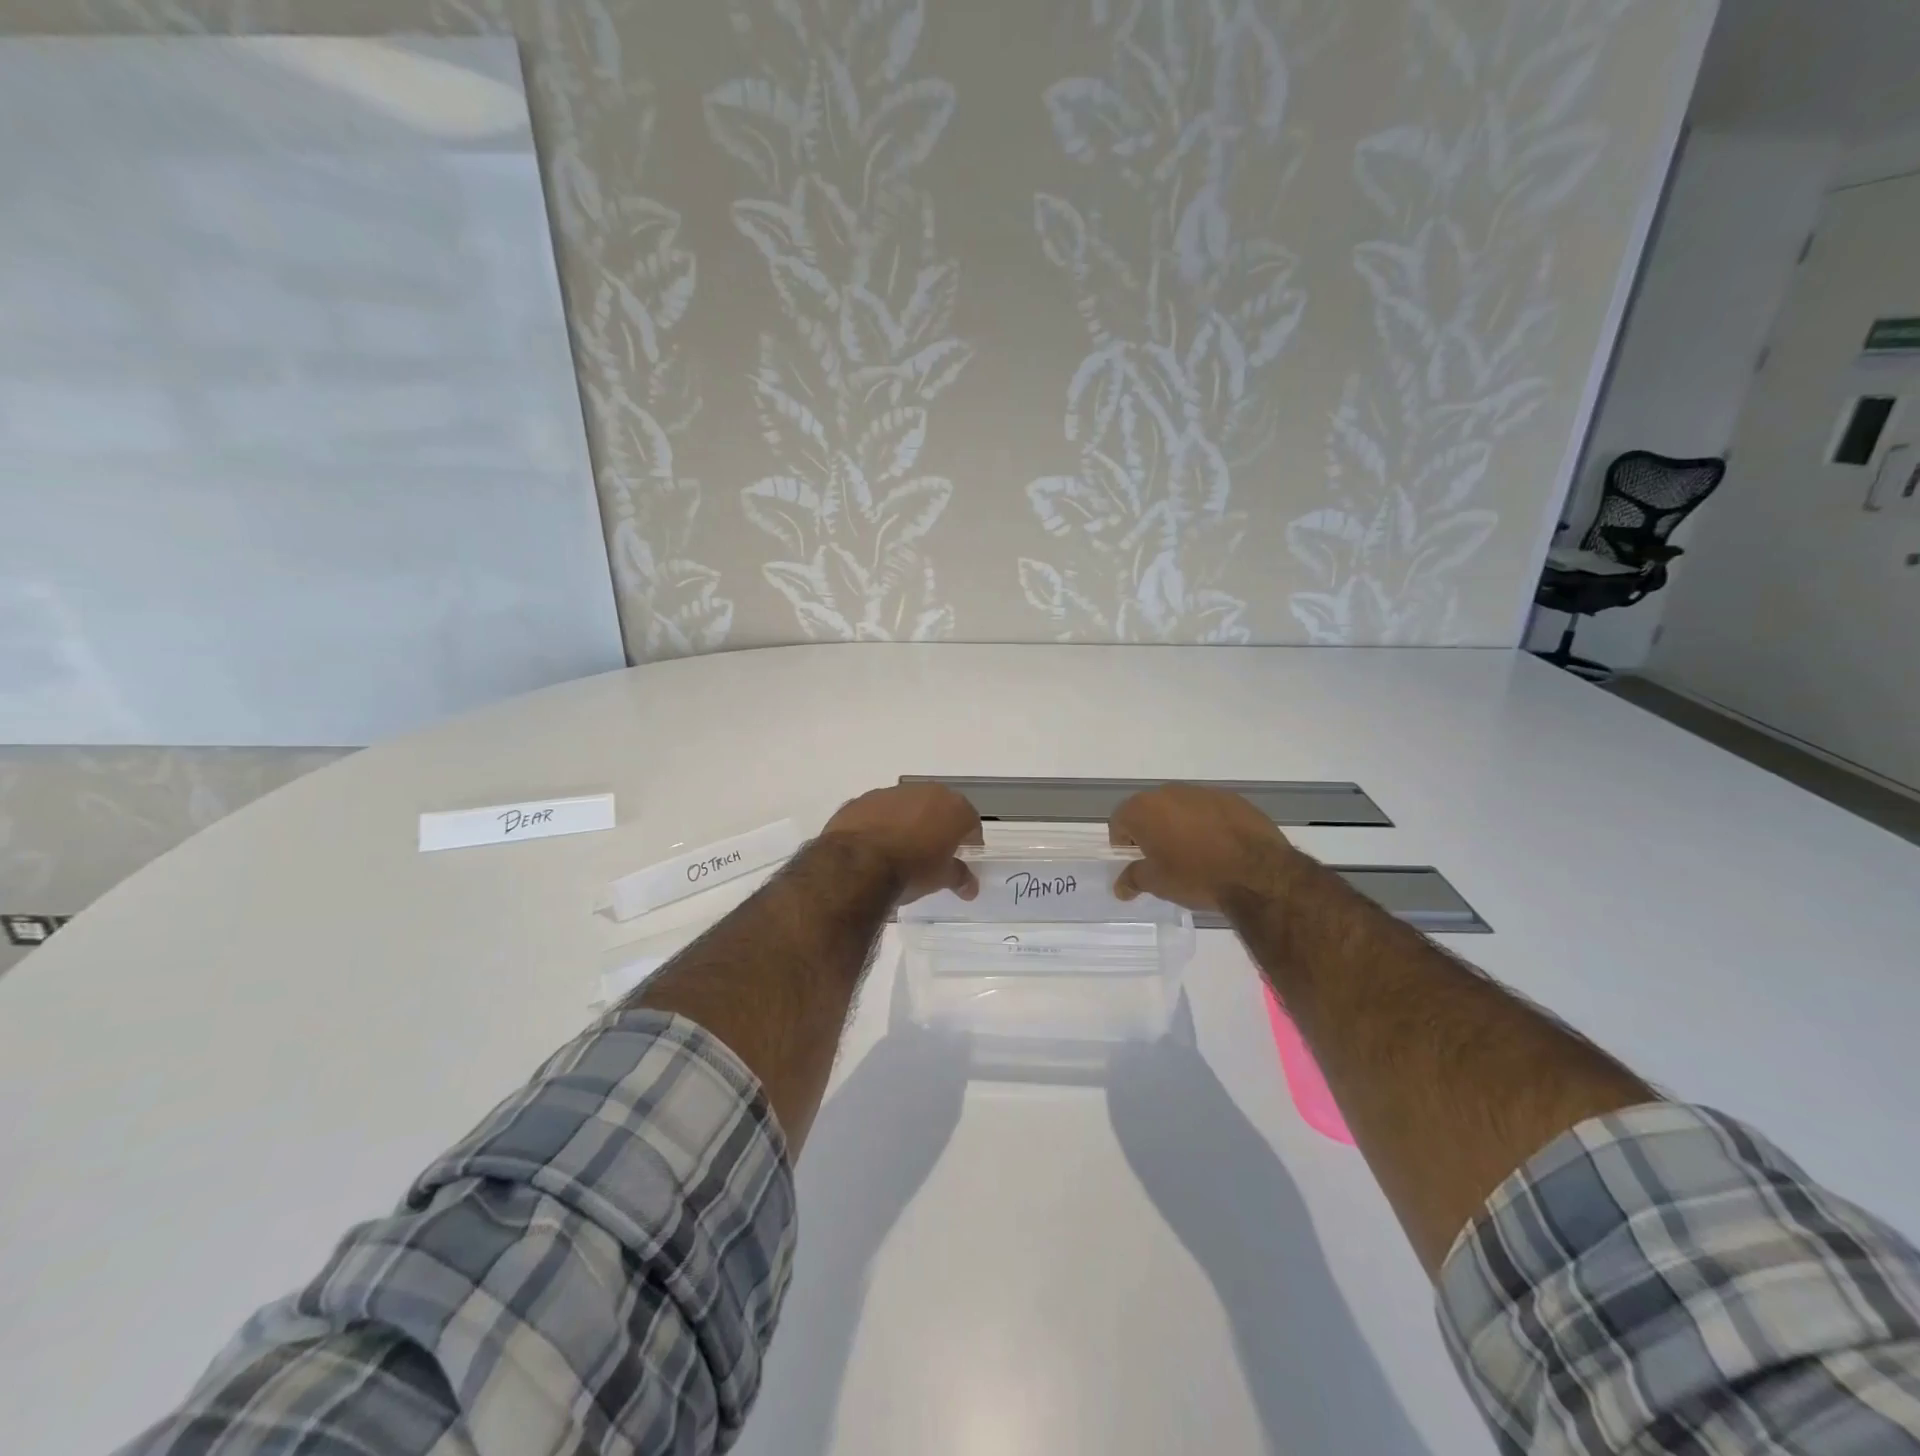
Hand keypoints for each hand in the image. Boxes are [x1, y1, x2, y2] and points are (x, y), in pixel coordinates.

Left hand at [821, 783, 982, 903]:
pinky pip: (879, 811)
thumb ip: (959, 877)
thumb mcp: (940, 879)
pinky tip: (874, 846)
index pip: (971, 822)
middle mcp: (925, 791)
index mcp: (952, 807)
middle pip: (939, 808)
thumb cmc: (911, 870)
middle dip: (939, 827)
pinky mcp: (862, 799)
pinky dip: (881, 824)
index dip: (969, 841)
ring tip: (900, 850)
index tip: (963, 857)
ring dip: (908, 822)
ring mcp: (891, 792)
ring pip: (907, 806)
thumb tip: (970, 888)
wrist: (856, 864)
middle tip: (934, 852)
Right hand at [1109, 784, 1301, 911]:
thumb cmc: (1196, 877)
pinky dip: (1207, 823)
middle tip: (1162, 857)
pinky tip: (1220, 847)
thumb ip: (1133, 879)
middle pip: (1149, 809)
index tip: (1135, 860)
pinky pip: (1208, 809)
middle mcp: (1169, 792)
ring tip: (1194, 852)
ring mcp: (1202, 792)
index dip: (1123, 841)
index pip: (1119, 820)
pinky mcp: (1232, 798)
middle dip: (1151, 830)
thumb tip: (1120, 887)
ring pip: (1180, 807)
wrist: (1258, 873)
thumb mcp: (1158, 883)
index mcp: (1144, 809)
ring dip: (1179, 824)